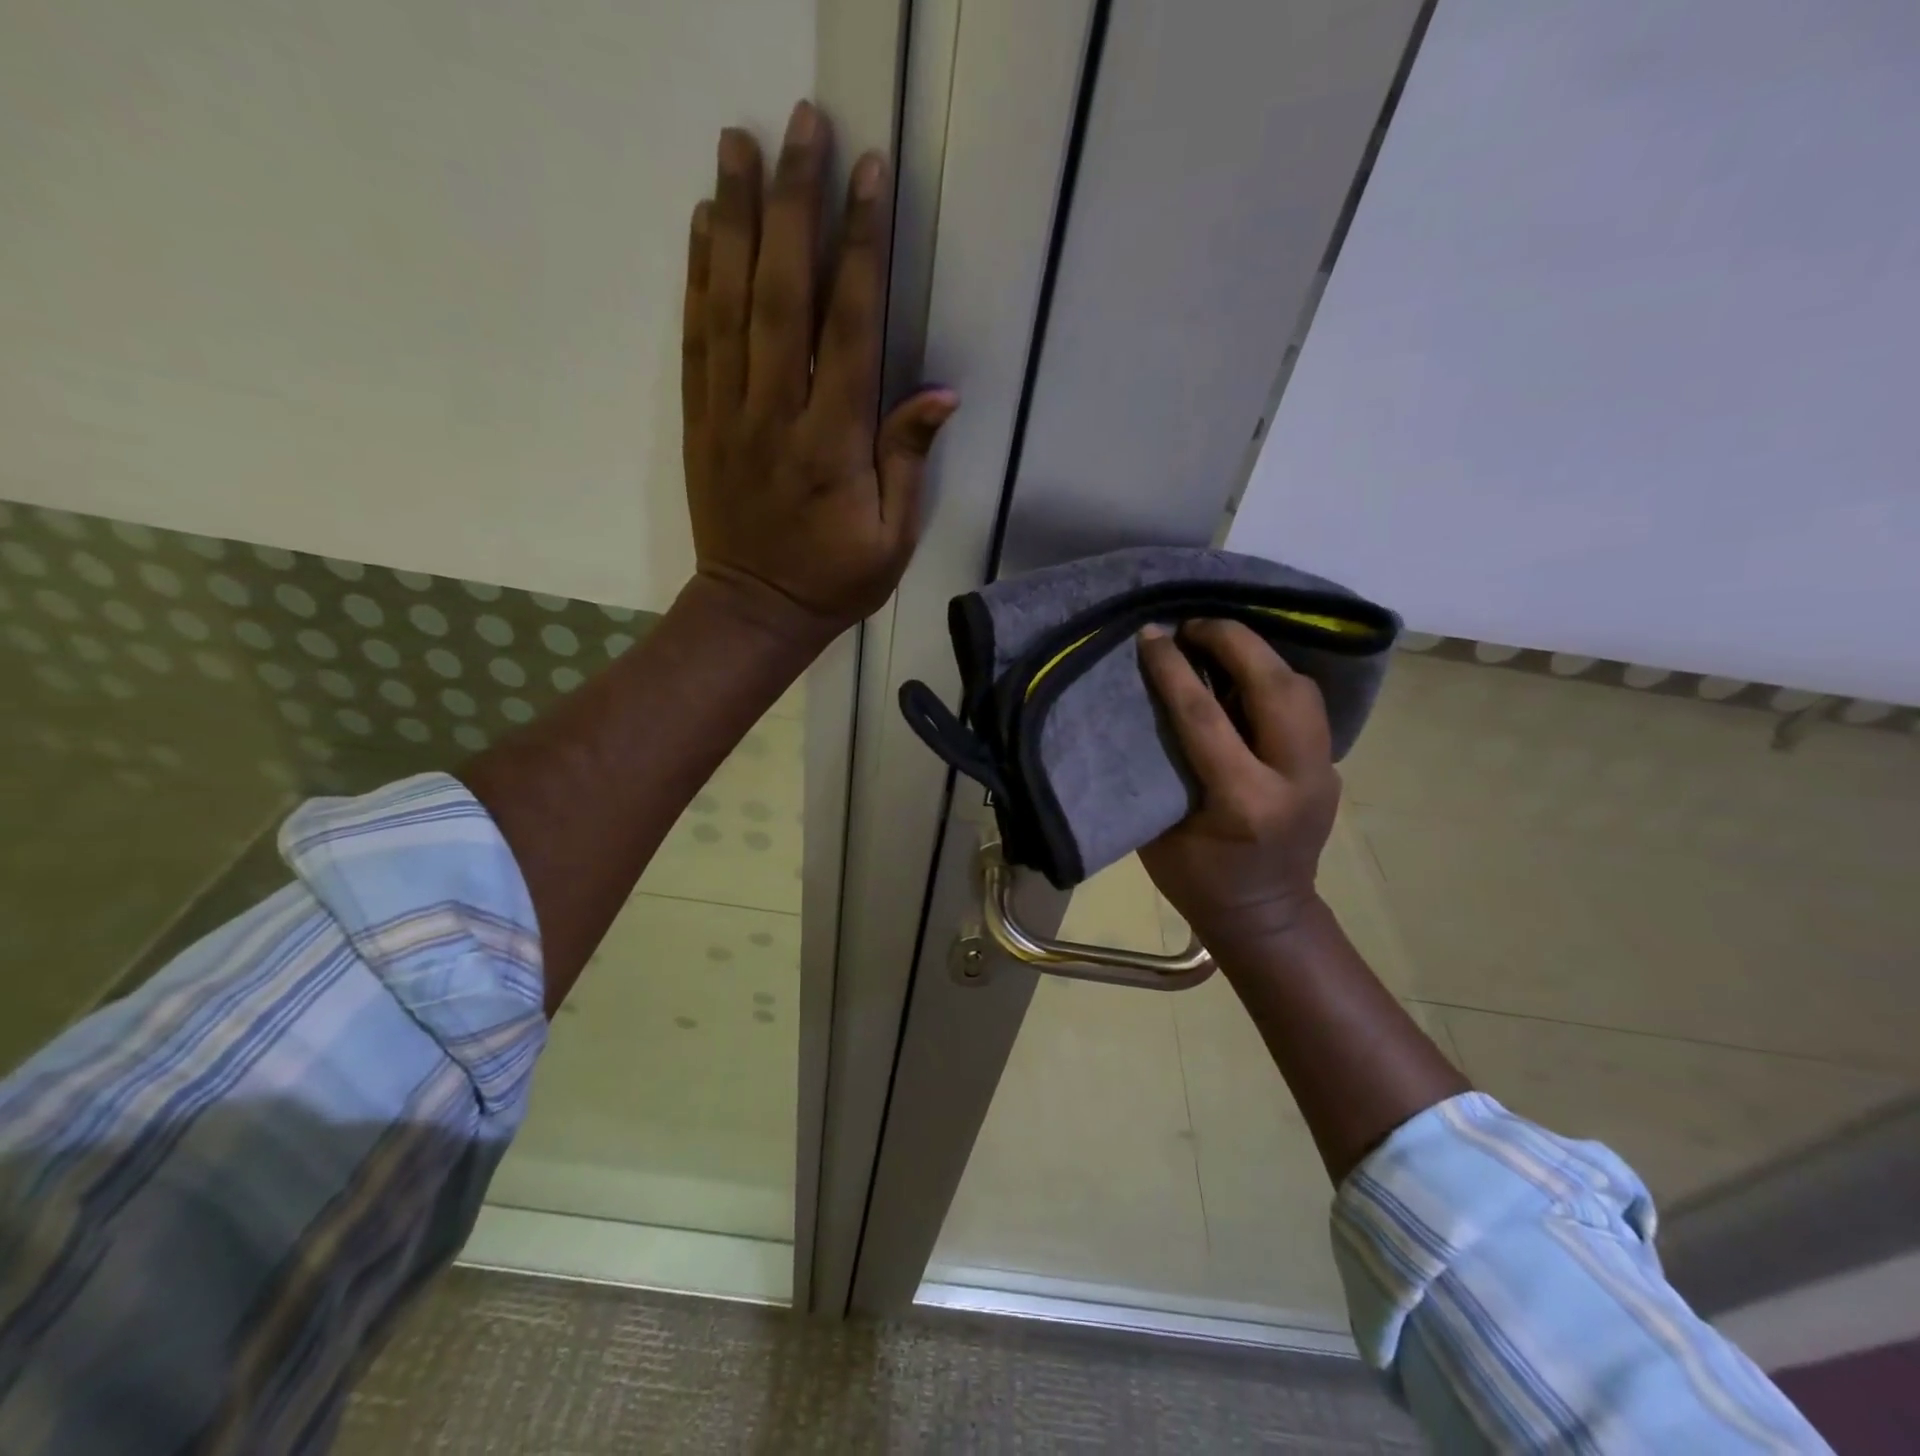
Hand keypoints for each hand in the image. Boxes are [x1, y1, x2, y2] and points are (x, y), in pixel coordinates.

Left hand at [682, 101, 958, 645]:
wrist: (754, 610)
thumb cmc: (835, 579)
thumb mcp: (893, 538)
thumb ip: (908, 461)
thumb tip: (940, 391)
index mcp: (831, 445)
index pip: (847, 330)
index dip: (861, 249)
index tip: (870, 177)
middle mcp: (776, 414)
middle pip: (783, 295)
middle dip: (796, 204)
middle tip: (803, 126)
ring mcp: (730, 413)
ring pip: (731, 303)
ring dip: (739, 219)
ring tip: (742, 142)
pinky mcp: (700, 419)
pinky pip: (697, 338)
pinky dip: (698, 276)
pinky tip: (706, 224)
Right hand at [1136, 620, 1341, 947]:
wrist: (1266, 917)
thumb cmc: (1198, 882)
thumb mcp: (1159, 832)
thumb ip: (1157, 768)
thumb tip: (1140, 708)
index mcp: (1244, 803)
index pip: (1206, 717)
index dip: (1173, 669)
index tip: (1151, 635)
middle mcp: (1294, 781)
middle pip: (1276, 687)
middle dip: (1234, 641)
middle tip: (1193, 625)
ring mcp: (1322, 773)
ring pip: (1302, 689)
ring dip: (1259, 655)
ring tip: (1218, 643)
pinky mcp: (1329, 767)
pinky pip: (1305, 706)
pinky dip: (1273, 678)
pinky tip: (1243, 675)